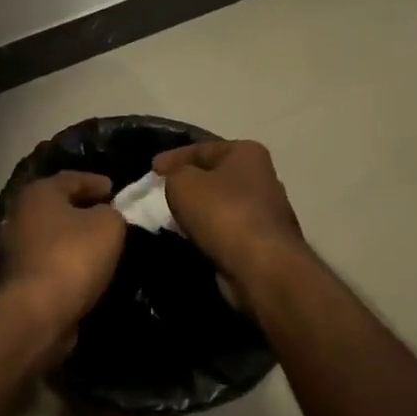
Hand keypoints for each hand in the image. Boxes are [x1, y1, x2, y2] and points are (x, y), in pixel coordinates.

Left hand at [0, 172, 126, 334]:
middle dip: (84, 208)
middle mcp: (20, 214)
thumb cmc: (73, 257)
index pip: (71, 178)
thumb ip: (111, 212)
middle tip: (110, 214)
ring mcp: (14, 247)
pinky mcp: (17, 277)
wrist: (38, 312)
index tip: (116, 190)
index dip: (97, 182)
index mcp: (38, 193)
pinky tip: (85, 268)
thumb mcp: (108, 225)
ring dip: (74, 237)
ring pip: (52, 234)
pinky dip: (66, 260)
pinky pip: (49, 259)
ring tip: (101, 244)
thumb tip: (104, 215)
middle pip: (58, 205)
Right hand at [152, 140, 305, 290]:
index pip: (201, 149)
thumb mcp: (182, 183)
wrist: (261, 266)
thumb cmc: (222, 213)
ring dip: (198, 210)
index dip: (172, 158)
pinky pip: (226, 229)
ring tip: (170, 218)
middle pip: (214, 176)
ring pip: (220, 204)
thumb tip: (178, 182)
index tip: (150, 170)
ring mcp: (266, 211)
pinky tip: (190, 238)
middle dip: (188, 184)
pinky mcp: (263, 240)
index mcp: (247, 153)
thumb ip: (174, 175)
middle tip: (160, 193)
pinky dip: (208, 231)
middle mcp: (262, 177)